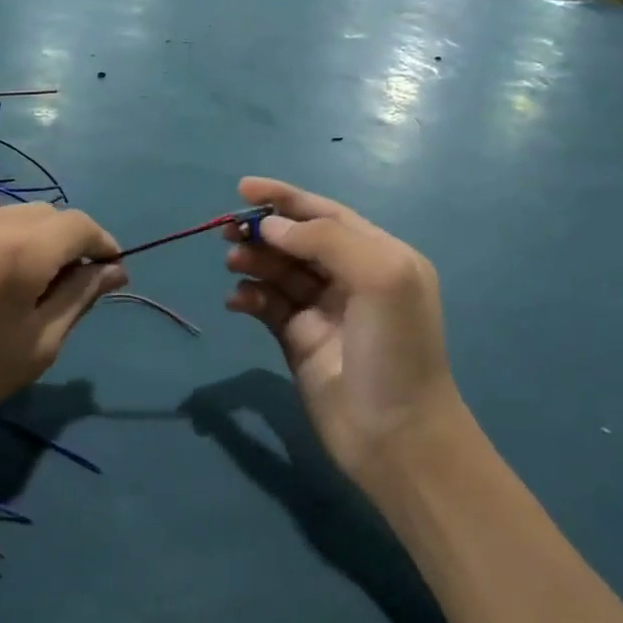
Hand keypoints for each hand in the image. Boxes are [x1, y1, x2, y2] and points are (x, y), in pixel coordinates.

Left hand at [0, 203, 124, 467]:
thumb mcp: (36, 346)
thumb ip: (79, 298)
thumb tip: (114, 270)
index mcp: (21, 248)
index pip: (80, 225)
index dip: (103, 244)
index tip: (111, 272)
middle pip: (48, 215)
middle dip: (69, 242)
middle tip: (69, 288)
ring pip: (12, 217)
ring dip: (34, 240)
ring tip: (25, 288)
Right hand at [222, 177, 461, 490]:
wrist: (395, 435)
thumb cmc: (395, 348)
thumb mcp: (379, 276)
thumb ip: (326, 239)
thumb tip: (272, 227)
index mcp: (379, 255)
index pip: (326, 214)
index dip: (285, 198)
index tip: (243, 188)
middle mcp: (351, 277)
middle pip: (297, 240)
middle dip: (263, 230)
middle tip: (227, 231)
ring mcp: (323, 310)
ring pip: (279, 271)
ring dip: (253, 261)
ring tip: (233, 264)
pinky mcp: (298, 341)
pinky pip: (267, 306)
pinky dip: (249, 297)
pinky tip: (237, 301)